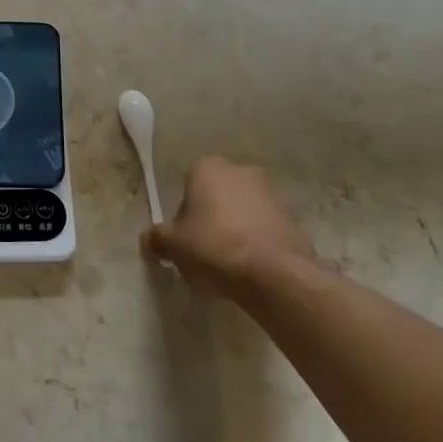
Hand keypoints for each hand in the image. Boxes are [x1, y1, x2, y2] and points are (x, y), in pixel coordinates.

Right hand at [143, 155, 317, 294]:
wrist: (273, 273)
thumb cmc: (213, 246)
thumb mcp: (173, 245)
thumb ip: (157, 238)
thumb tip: (149, 240)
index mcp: (207, 167)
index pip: (187, 186)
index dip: (184, 215)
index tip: (185, 240)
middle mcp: (240, 170)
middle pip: (217, 196)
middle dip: (211, 218)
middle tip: (205, 250)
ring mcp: (271, 193)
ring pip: (243, 211)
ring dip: (236, 230)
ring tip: (230, 263)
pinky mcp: (293, 219)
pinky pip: (266, 229)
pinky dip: (258, 243)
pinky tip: (252, 268)